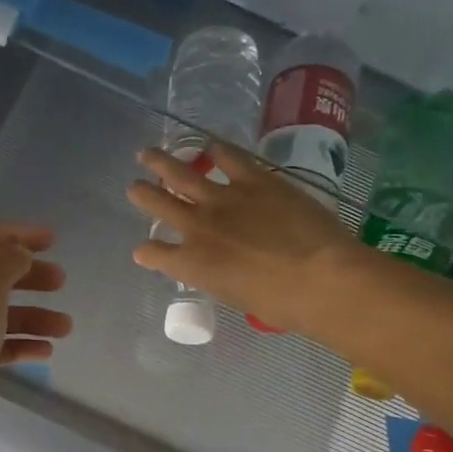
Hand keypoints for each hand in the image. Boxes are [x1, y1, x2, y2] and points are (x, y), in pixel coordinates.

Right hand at [126, 141, 361, 337]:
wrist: (318, 278)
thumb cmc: (281, 305)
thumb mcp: (237, 297)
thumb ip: (222, 278)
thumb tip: (227, 270)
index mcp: (191, 264)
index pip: (153, 254)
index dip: (146, 252)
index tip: (144, 251)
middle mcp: (197, 227)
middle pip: (159, 204)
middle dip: (143, 194)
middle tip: (134, 186)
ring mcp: (224, 199)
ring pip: (181, 174)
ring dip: (161, 163)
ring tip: (147, 153)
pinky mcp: (254, 179)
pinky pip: (228, 157)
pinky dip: (216, 151)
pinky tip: (210, 146)